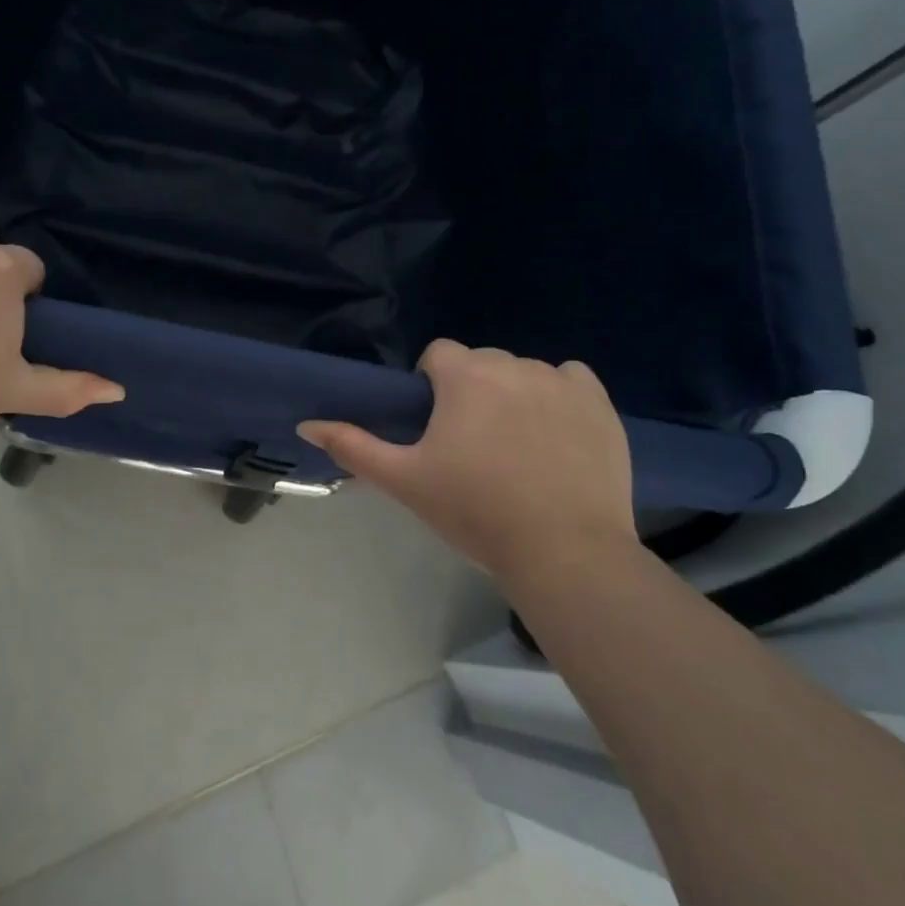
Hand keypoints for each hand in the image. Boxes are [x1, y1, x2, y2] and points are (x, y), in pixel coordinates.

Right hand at [299, 341, 636, 584]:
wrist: (563, 551)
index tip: (436, 427)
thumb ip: (352, 446)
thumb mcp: (404, 481)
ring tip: (517, 447)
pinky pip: (571, 378)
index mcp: (465, 376)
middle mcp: (513, 364)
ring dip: (514, 394)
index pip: (439, 354)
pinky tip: (556, 433)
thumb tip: (305, 424)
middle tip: (472, 445)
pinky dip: (560, 395)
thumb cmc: (474, 512)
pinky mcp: (599, 403)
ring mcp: (561, 381)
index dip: (431, 385)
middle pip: (481, 362)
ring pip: (524, 372)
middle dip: (472, 390)